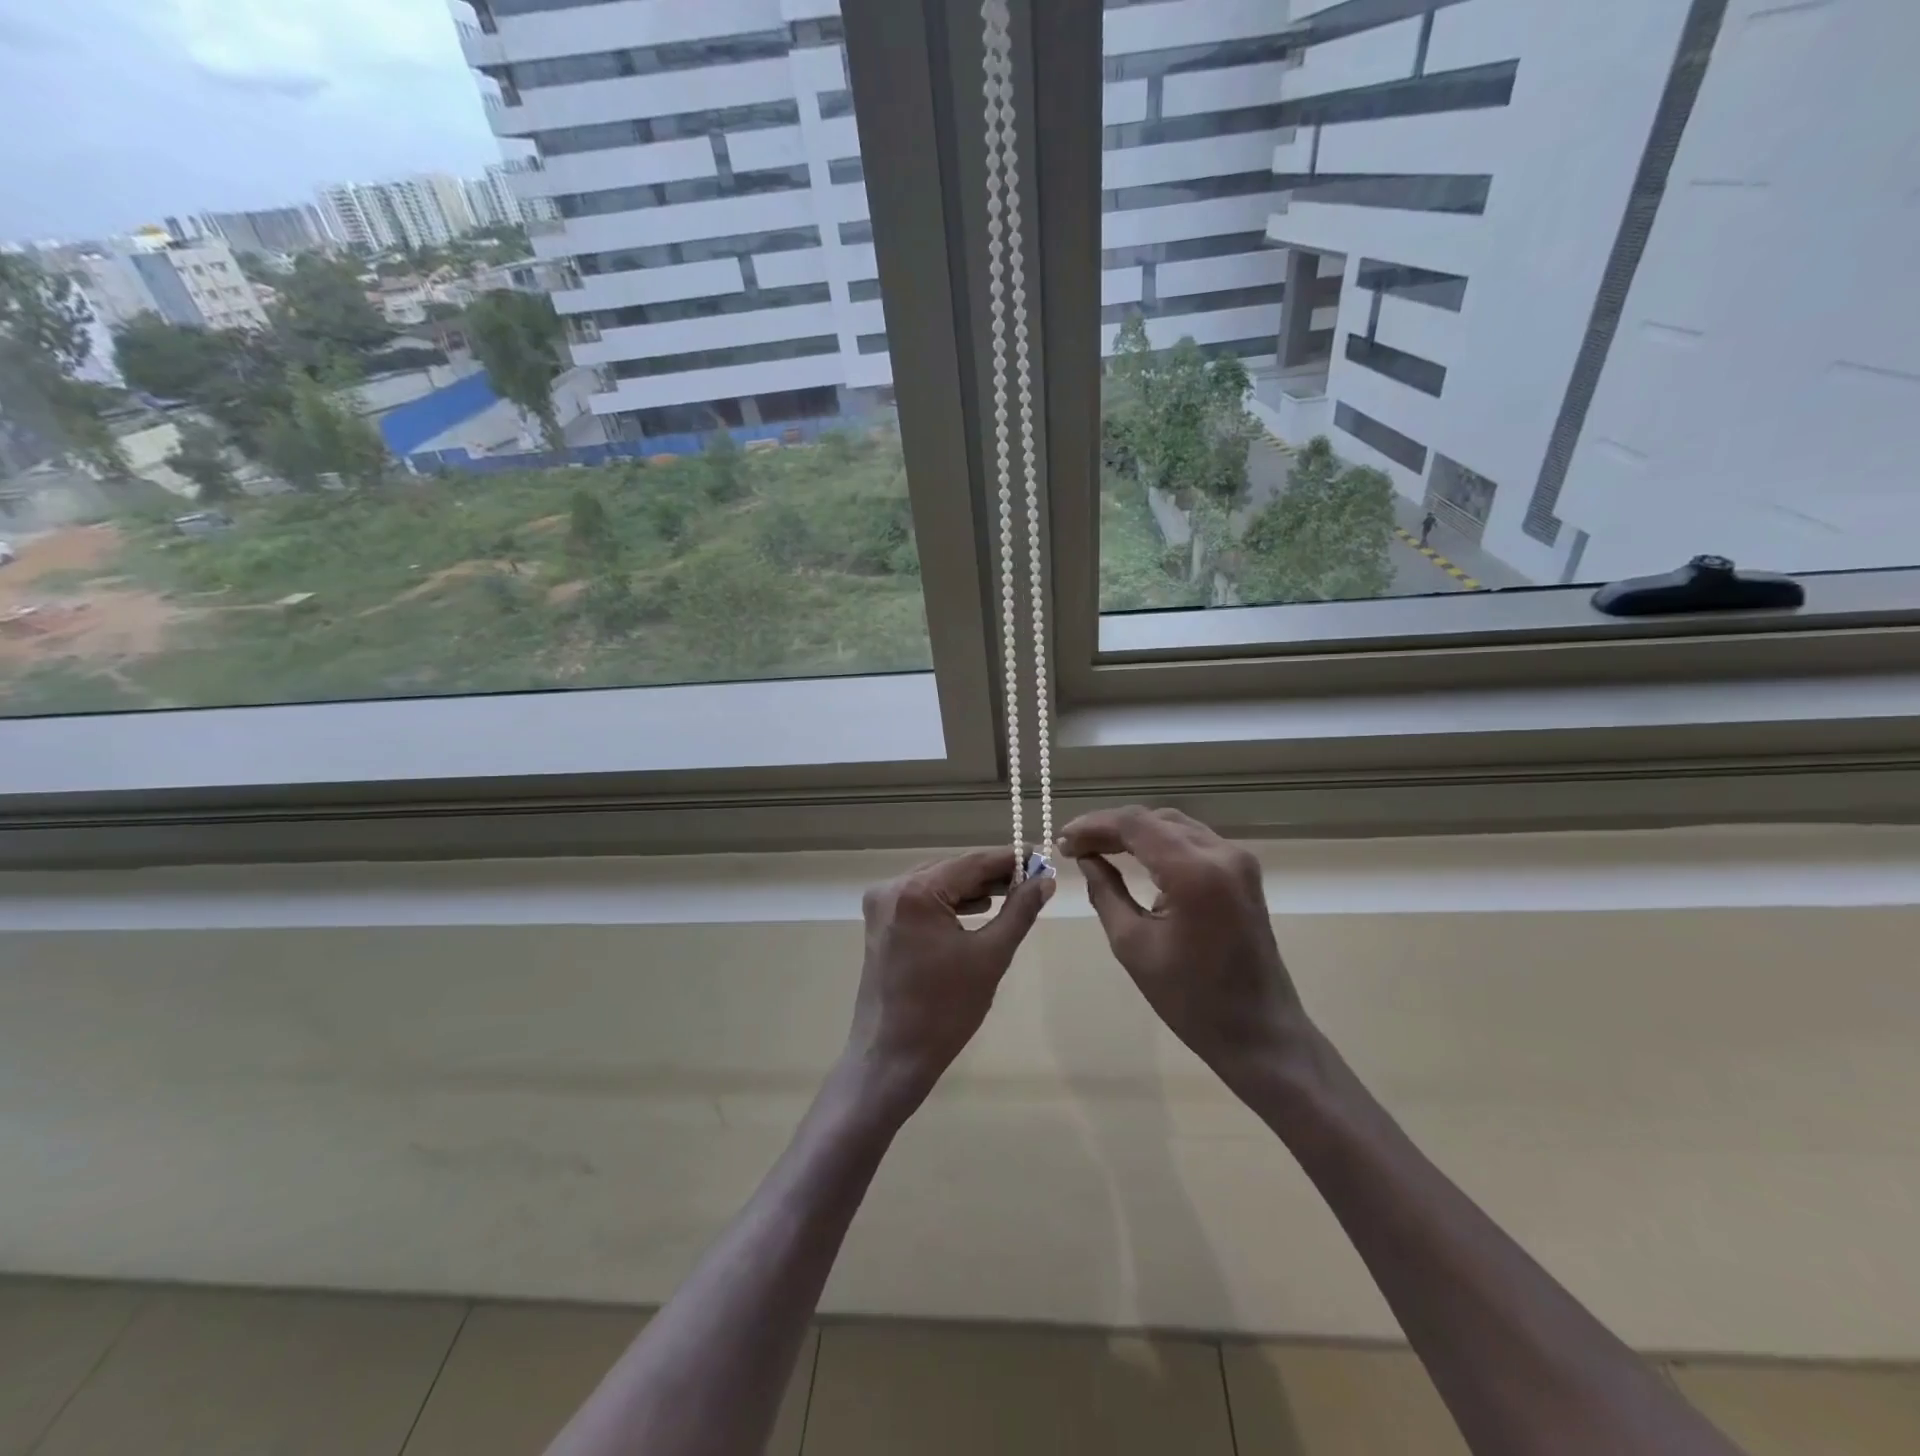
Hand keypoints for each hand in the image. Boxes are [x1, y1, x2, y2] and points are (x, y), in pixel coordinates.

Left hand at [843, 849, 1053, 1114]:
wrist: (892, 1058)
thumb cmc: (945, 1010)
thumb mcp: (990, 956)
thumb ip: (1020, 911)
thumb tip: (1046, 880)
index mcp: (915, 892)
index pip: (972, 863)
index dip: (1010, 859)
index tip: (1042, 856)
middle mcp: (892, 888)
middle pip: (953, 870)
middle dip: (992, 874)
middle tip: (1033, 878)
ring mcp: (881, 905)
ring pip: (937, 883)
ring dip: (972, 888)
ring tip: (1013, 894)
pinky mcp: (880, 923)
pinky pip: (922, 900)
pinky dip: (950, 903)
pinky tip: (978, 909)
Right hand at [1059, 807, 1309, 1088]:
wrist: (1258, 1032)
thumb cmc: (1190, 999)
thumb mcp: (1133, 945)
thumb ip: (1105, 892)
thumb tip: (1086, 859)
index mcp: (1195, 872)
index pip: (1135, 824)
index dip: (1093, 825)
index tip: (1061, 840)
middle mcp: (1221, 854)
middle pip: (1154, 819)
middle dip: (1110, 827)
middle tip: (1073, 846)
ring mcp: (1237, 860)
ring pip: (1174, 826)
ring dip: (1134, 832)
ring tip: (1096, 848)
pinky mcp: (1242, 872)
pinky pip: (1193, 841)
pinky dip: (1159, 842)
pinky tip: (1133, 856)